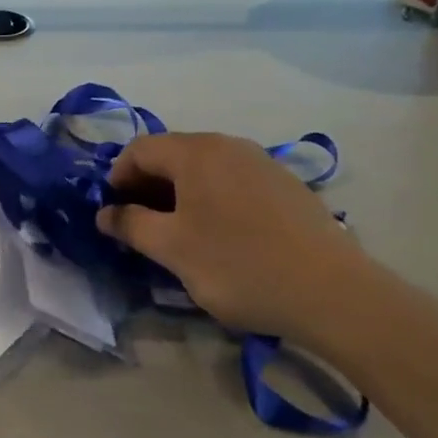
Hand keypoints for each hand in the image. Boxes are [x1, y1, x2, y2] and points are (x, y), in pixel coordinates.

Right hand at [96, 132, 373, 346]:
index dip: (118, 177)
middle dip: (148, 186)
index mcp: (196, 152)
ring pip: (204, 169)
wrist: (332, 292)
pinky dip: (213, 199)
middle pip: (173, 154)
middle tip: (142, 226)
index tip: (115, 213)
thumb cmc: (239, 266)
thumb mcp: (172, 249)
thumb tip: (105, 213)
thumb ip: (131, 225)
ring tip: (180, 234)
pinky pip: (233, 181)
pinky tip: (222, 236)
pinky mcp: (285, 185)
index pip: (140, 149)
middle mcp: (228, 145)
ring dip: (180, 194)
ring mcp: (261, 162)